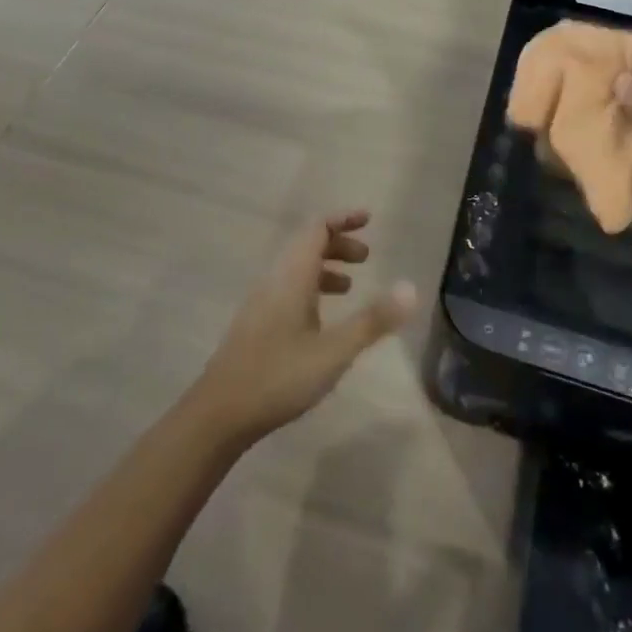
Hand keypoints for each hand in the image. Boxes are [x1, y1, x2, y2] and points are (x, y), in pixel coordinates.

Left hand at [190, 211, 417, 447]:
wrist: (220, 413)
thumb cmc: (279, 375)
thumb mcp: (334, 351)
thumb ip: (373, 320)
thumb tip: (411, 288)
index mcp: (292, 275)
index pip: (317, 228)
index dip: (342, 219)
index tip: (368, 218)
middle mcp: (275, 279)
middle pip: (306, 245)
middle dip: (337, 244)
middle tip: (366, 257)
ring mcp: (262, 301)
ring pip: (296, 268)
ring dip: (324, 267)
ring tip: (350, 286)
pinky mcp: (256, 322)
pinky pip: (287, 288)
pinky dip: (310, 288)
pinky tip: (321, 319)